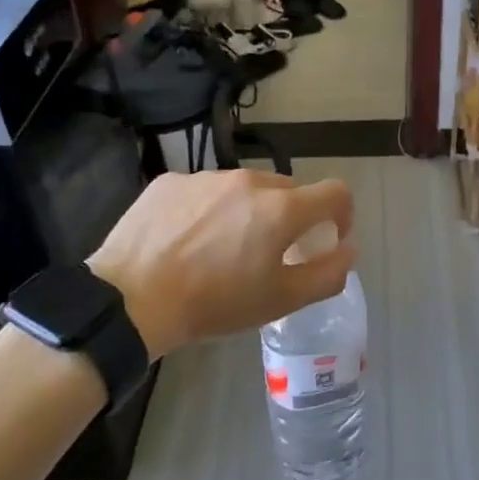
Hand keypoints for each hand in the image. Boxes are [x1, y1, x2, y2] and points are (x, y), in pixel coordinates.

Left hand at [87, 169, 355, 358]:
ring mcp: (206, 177)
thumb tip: (347, 250)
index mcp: (281, 208)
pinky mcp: (171, 181)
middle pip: (288, 190)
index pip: (335, 192)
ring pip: (244, 188)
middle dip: (291, 217)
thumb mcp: (281, 300)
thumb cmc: (214, 303)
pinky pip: (205, 191)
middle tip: (271, 253)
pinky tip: (187, 241)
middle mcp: (248, 180)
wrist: (130, 298)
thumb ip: (327, 274)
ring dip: (248, 212)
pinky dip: (209, 210)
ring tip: (222, 249)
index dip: (342, 214)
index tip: (329, 238)